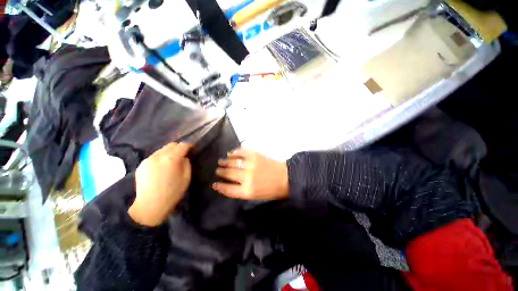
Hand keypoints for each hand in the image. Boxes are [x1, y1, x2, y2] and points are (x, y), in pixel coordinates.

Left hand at [128, 142, 191, 226]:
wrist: (150, 206)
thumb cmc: (173, 193)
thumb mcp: (186, 178)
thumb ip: (187, 164)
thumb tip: (184, 157)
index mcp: (171, 158)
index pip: (182, 145)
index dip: (189, 146)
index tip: (193, 149)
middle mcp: (158, 155)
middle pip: (171, 145)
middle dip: (179, 148)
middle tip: (183, 155)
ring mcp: (148, 159)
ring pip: (162, 149)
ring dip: (169, 152)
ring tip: (171, 162)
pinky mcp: (141, 165)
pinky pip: (154, 156)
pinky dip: (161, 158)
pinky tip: (161, 168)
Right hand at [212, 148, 288, 199]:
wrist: (285, 177)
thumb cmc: (271, 190)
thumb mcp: (255, 196)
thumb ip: (241, 191)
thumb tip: (229, 184)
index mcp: (247, 191)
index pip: (228, 189)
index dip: (219, 186)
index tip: (214, 184)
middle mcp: (247, 177)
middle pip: (228, 174)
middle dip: (221, 172)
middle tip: (217, 170)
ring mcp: (251, 165)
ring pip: (233, 162)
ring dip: (225, 162)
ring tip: (221, 161)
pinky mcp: (255, 155)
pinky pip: (241, 152)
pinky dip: (235, 152)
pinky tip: (231, 153)